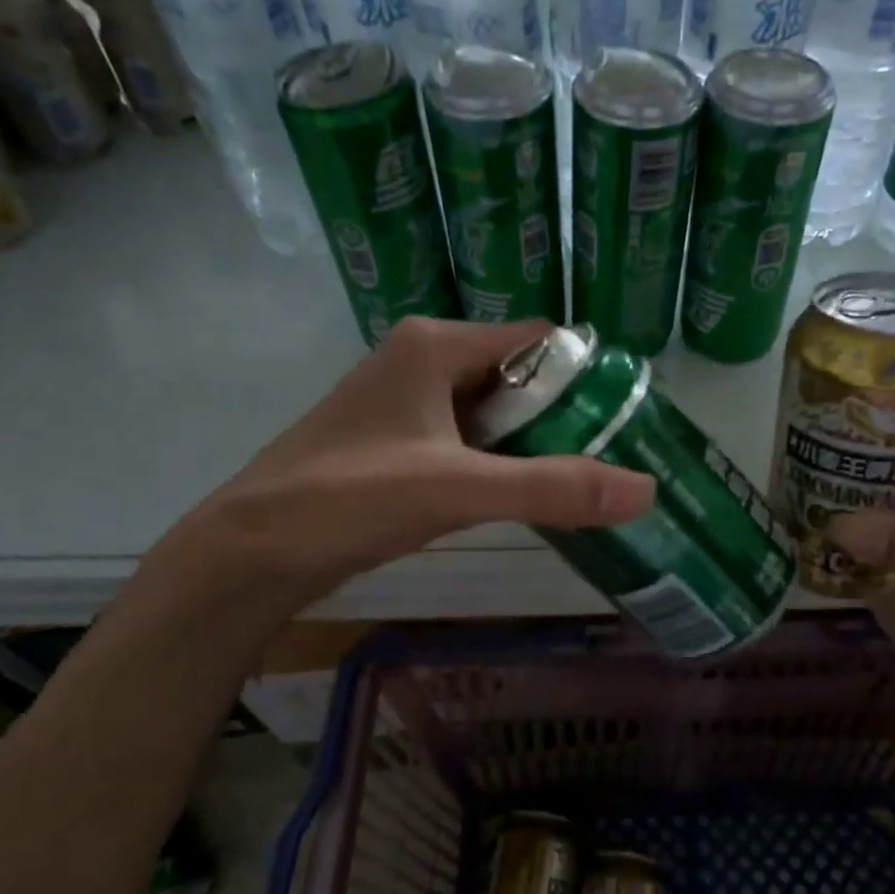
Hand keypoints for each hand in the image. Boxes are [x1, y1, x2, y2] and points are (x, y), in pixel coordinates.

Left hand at [168, 318, 655, 608]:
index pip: (537, 340)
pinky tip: (516, 496)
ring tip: (576, 482)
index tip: (623, 421)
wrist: (248, 552)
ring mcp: (403, 401)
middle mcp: (420, 359)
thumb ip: (552, 487)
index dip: (583, 376)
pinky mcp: (392, 440)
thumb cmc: (348, 500)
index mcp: (435, 344)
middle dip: (560, 416)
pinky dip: (495, 462)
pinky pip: (463, 439)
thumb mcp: (458, 490)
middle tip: (608, 461)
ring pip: (490, 411)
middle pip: (516, 375)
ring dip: (529, 443)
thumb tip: (646, 489)